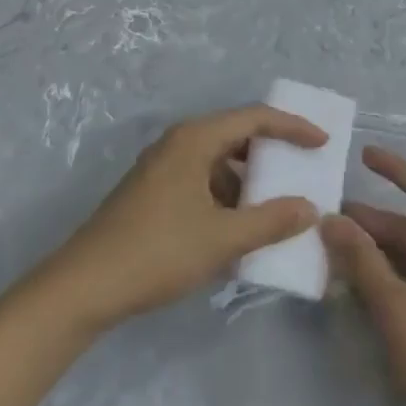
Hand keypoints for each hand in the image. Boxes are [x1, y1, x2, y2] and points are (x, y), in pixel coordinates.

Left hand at [42, 106, 324, 331]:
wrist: (83, 287)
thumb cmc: (157, 252)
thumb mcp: (221, 238)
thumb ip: (270, 221)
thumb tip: (310, 208)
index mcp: (195, 139)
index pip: (254, 118)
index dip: (292, 127)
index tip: (322, 143)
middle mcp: (178, 143)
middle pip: (235, 136)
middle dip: (271, 154)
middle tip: (302, 171)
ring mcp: (162, 168)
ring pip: (218, 163)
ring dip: (248, 181)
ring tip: (276, 207)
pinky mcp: (153, 193)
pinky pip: (202, 182)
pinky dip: (226, 198)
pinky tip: (239, 229)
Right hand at [321, 148, 405, 405]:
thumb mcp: (399, 310)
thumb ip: (364, 263)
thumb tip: (332, 219)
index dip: (395, 168)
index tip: (362, 155)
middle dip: (371, 221)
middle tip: (326, 221)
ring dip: (375, 253)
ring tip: (332, 255)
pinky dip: (386, 280)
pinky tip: (358, 293)